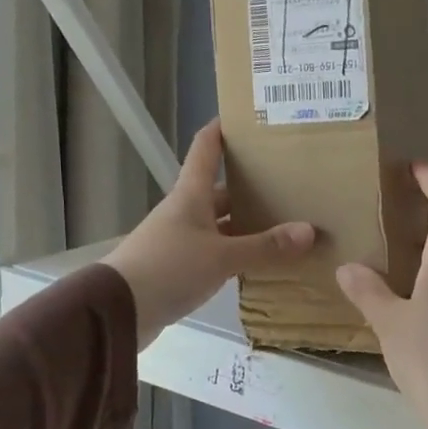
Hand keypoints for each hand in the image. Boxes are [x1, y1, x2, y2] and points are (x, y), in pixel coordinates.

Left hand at [105, 120, 313, 349]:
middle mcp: (185, 211)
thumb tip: (309, 230)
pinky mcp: (178, 267)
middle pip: (219, 190)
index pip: (206, 149)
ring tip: (284, 222)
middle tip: (287, 182)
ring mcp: (180, 239)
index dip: (221, 129)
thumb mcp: (222, 257)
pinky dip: (237, 253)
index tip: (245, 118)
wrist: (118, 310)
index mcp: (191, 195)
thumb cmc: (168, 268)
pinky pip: (216, 252)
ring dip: (246, 224)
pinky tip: (260, 261)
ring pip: (220, 224)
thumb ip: (264, 247)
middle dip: (250, 185)